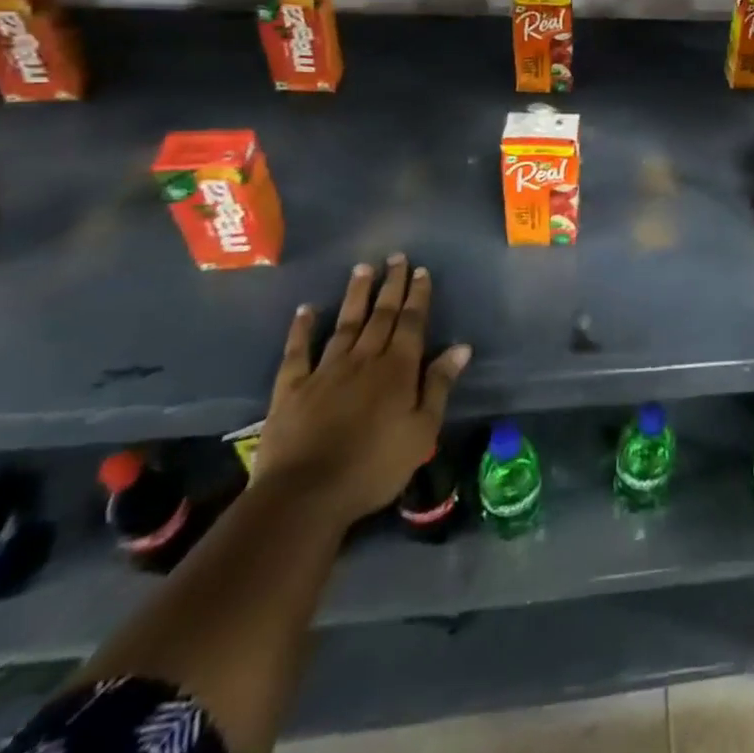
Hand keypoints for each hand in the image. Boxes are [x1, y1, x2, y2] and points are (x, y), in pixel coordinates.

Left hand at [254, 255, 471, 529]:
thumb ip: (439, 385)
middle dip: (391, 285)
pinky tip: (306, 309)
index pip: (412, 323)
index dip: (418, 295)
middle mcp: (364, 359)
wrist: (305, 495)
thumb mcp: (422, 431)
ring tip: (362, 268)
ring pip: (345, 323)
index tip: (422, 270)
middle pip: (381, 315)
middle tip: (396, 257)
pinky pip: (298, 351)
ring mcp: (326, 371)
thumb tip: (461, 347)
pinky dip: (302, 328)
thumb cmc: (374, 467)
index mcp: (398, 369)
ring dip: (356, 295)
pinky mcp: (292, 388)